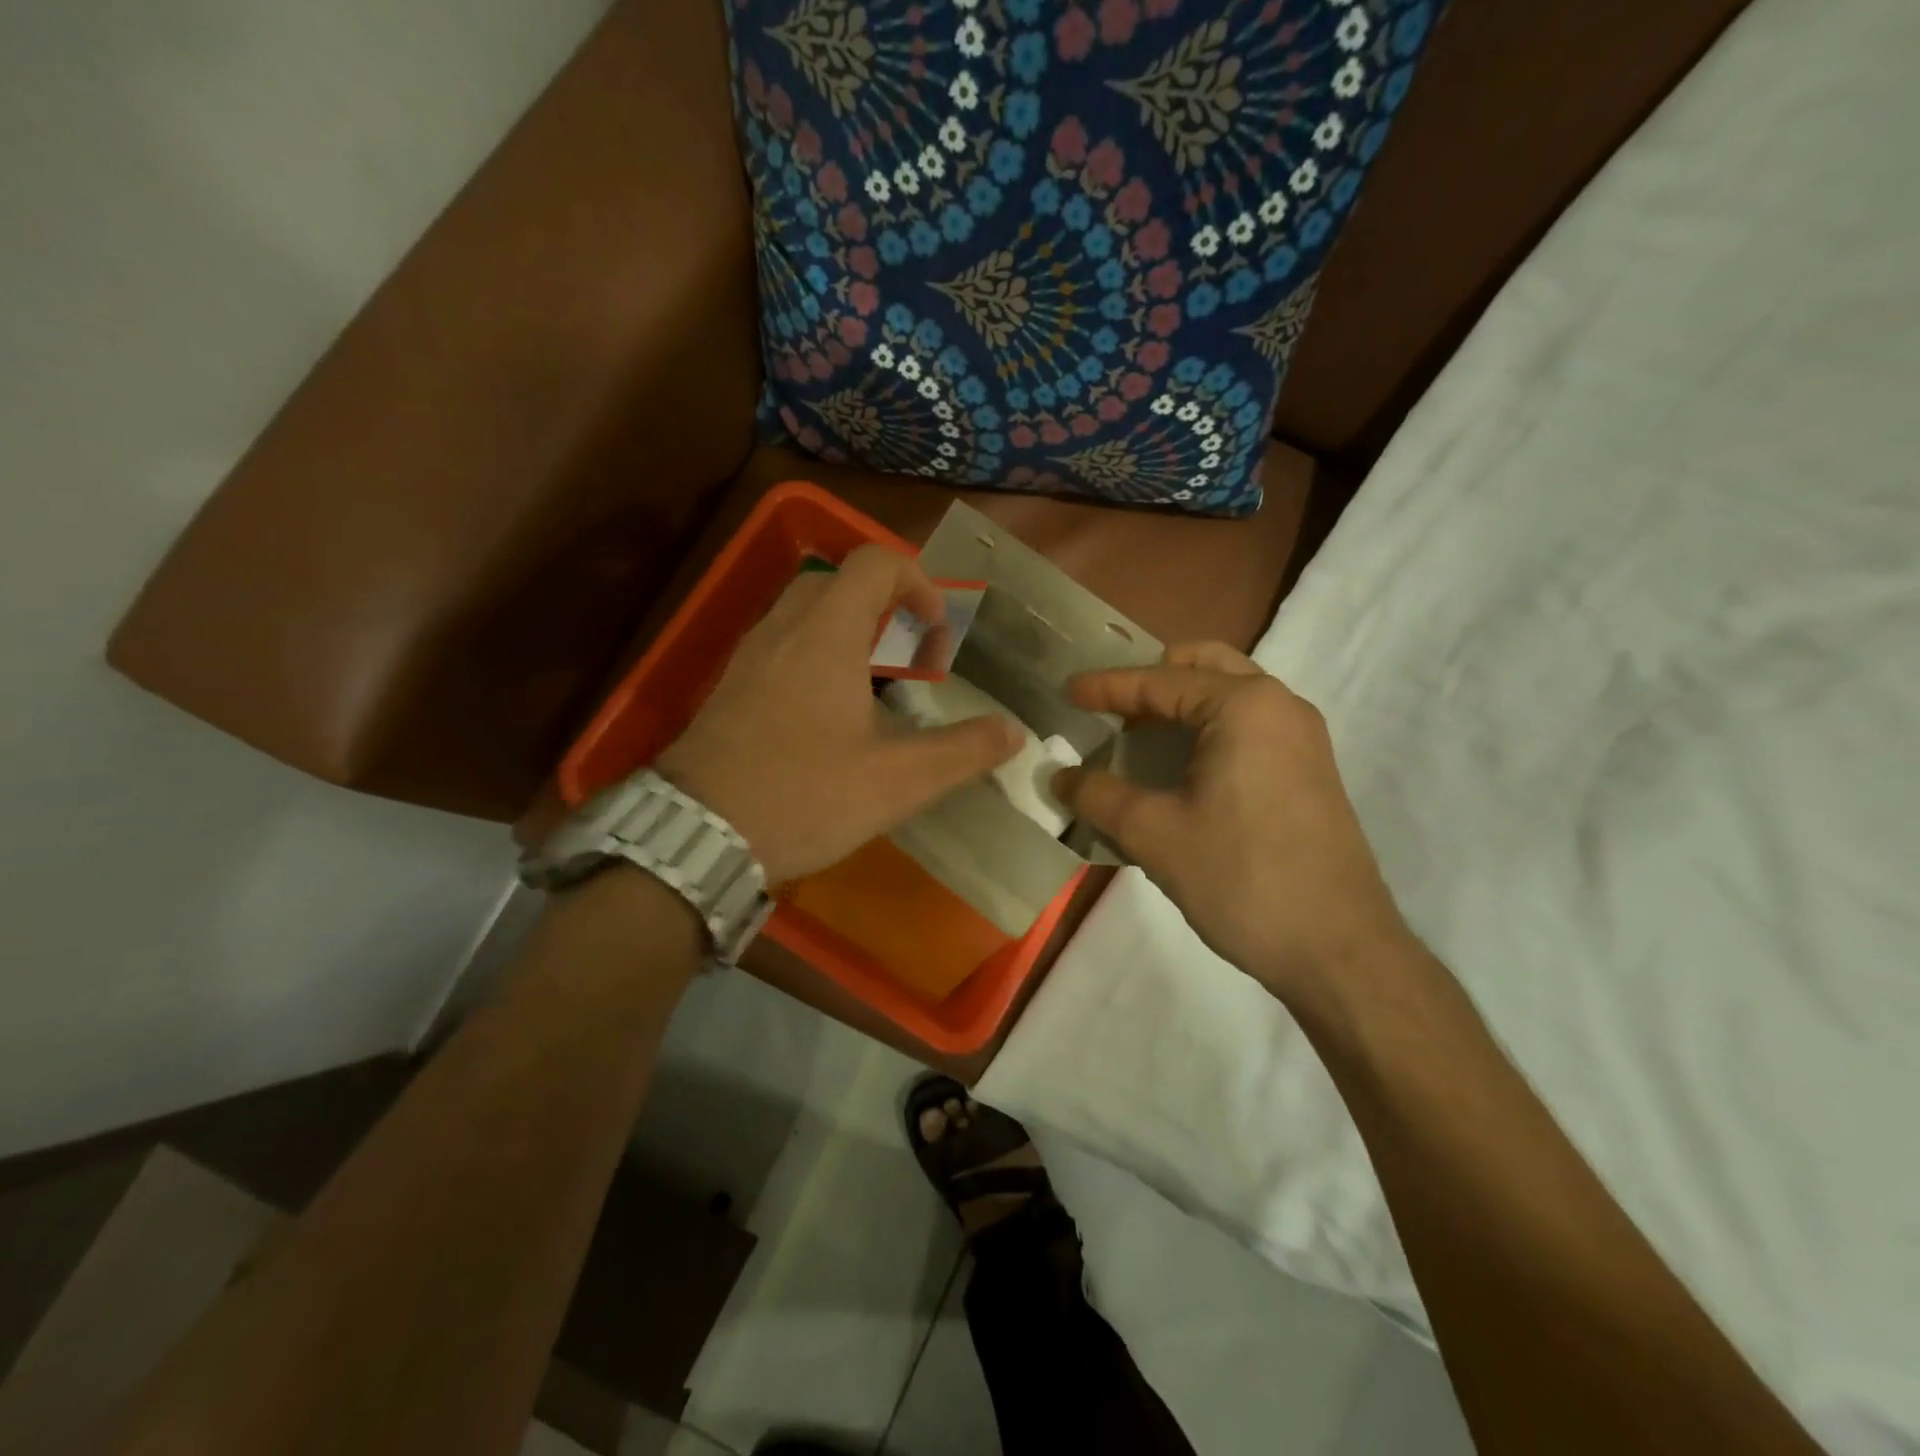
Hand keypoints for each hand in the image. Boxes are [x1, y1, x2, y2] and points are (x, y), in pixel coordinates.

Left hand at [656, 545, 1022, 883]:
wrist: (696, 835)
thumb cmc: (803, 796)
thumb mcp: (897, 781)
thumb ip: (961, 752)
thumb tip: (1012, 733)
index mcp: (826, 635)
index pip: (873, 563)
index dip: (917, 582)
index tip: (938, 632)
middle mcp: (782, 631)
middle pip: (837, 583)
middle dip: (885, 606)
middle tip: (911, 656)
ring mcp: (748, 658)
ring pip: (805, 614)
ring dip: (849, 632)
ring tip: (878, 687)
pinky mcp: (730, 689)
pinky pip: (781, 646)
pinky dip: (816, 657)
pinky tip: (830, 716)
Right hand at [1054, 642, 1410, 1005]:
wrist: (1339, 951)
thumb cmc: (1242, 879)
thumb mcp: (1155, 835)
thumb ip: (1099, 795)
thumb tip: (1059, 776)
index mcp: (1244, 706)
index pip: (1160, 681)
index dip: (1107, 686)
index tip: (1067, 691)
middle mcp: (1280, 706)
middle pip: (1205, 666)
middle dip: (1153, 678)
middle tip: (1111, 705)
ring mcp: (1302, 738)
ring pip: (1231, 694)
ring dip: (1181, 704)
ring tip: (1136, 736)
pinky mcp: (1309, 771)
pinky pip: (1249, 726)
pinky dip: (1208, 729)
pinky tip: (1179, 768)